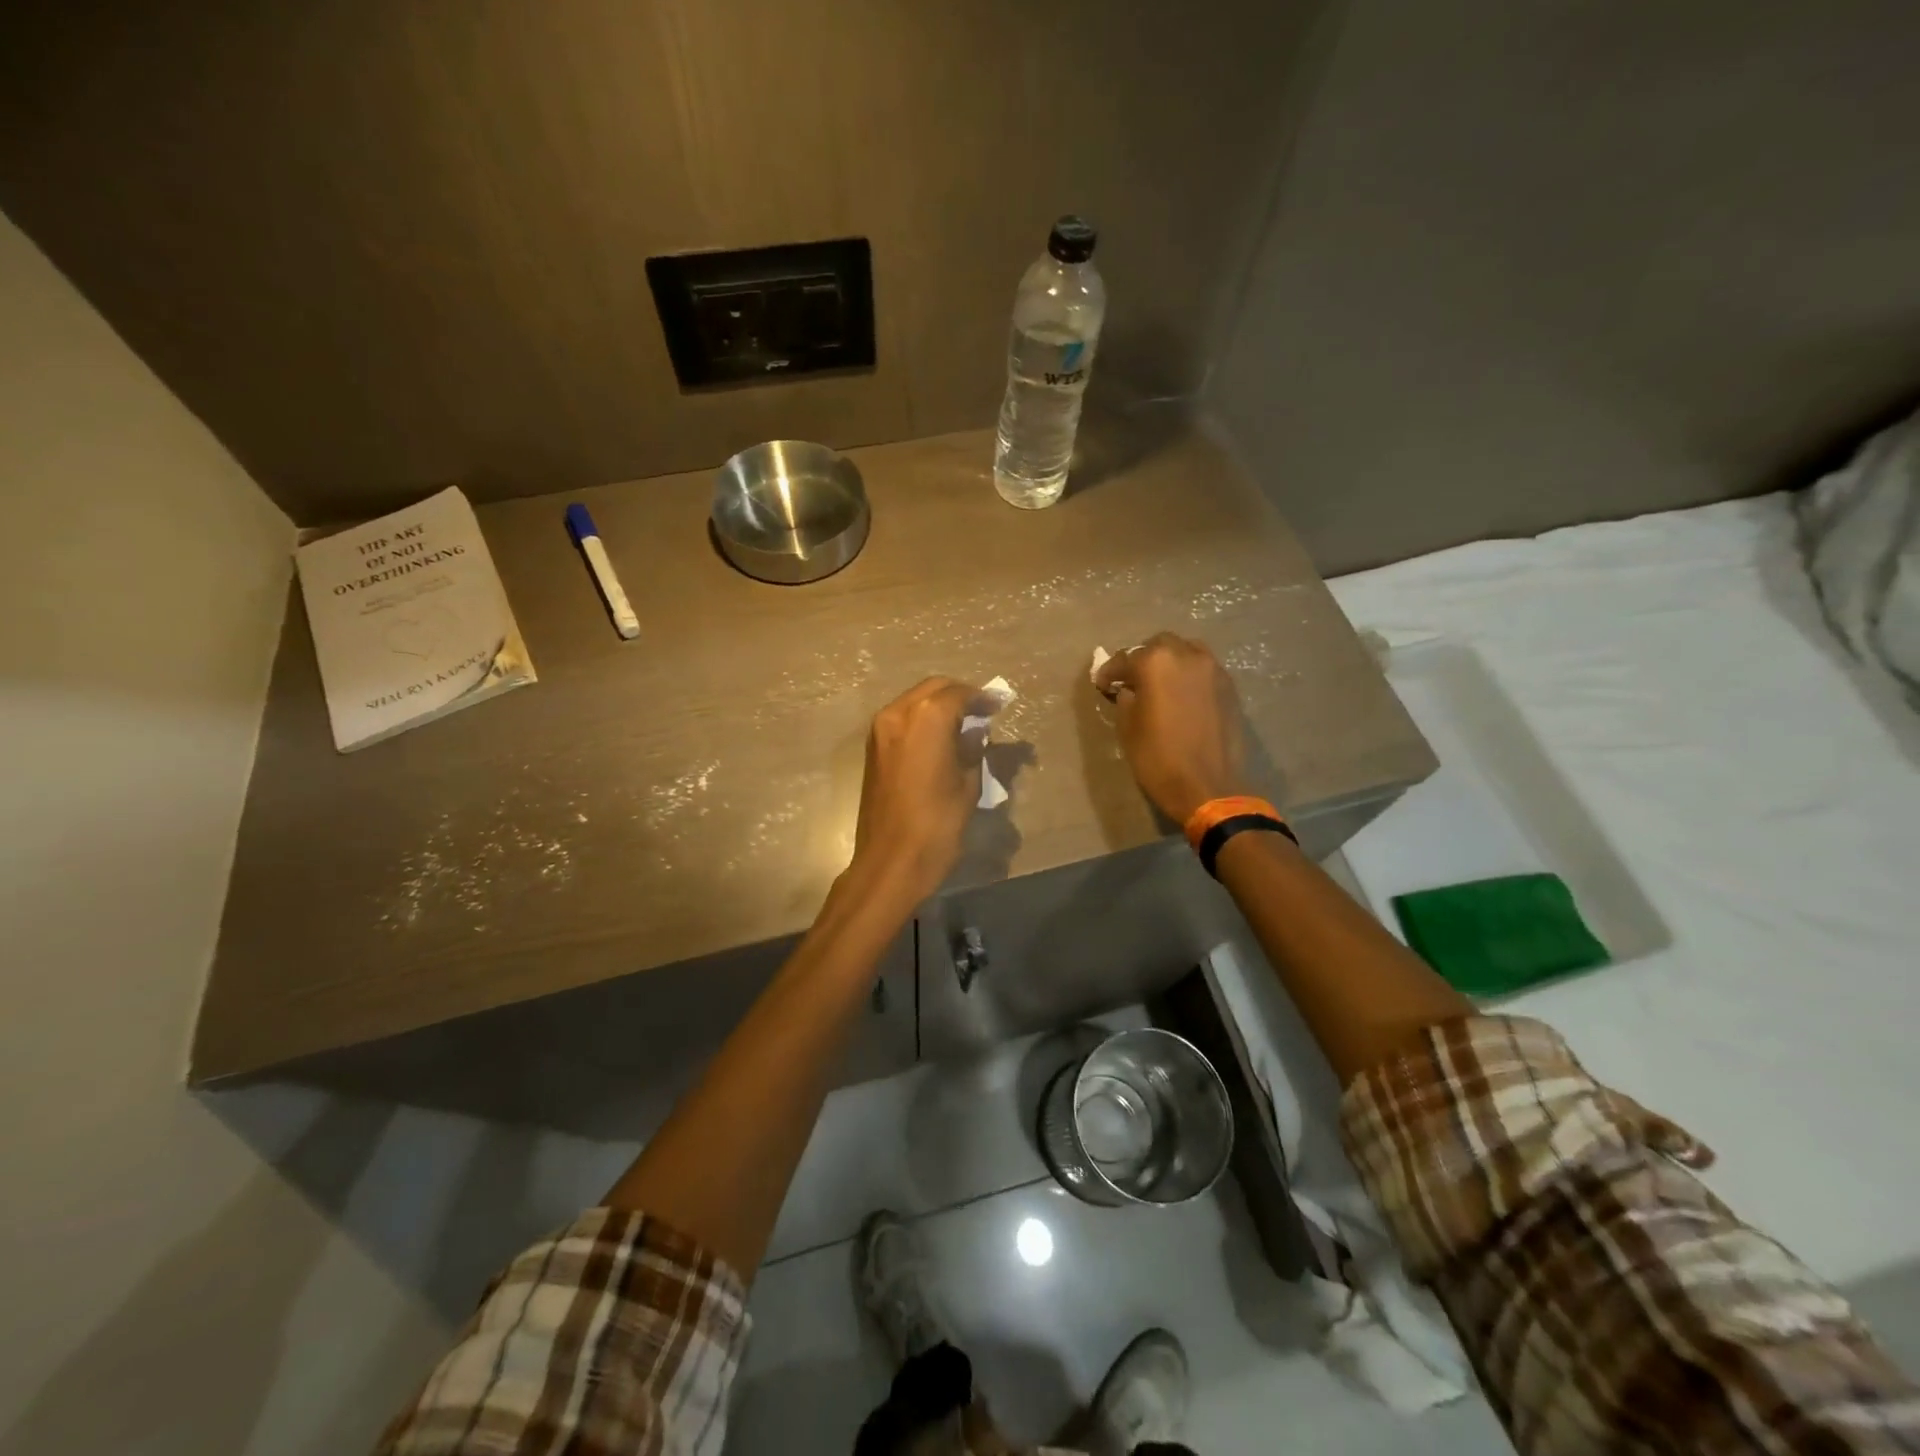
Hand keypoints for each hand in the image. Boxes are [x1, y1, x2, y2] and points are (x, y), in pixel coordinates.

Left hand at [850, 677, 983, 903]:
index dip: (982, 698)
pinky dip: (922, 720)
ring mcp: (880, 730)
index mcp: (926, 718)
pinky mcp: (873, 748)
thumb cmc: (937, 824)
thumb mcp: (968, 785)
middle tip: (983, 712)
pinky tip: (940, 738)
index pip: (958, 694)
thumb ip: (972, 750)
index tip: (999, 705)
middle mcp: (898, 714)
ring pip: (915, 701)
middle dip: (959, 696)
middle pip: (933, 689)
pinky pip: (902, 719)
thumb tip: (975, 733)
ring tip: (963, 725)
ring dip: (939, 706)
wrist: (891, 861)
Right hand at [1094, 633, 1248, 823]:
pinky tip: (1182, 696)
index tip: (1102, 684)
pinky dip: (1189, 676)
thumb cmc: (1158, 758)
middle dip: (1142, 659)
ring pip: (1186, 652)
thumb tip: (1129, 690)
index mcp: (1156, 663)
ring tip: (1160, 684)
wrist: (1208, 787)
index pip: (1124, 659)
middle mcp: (1187, 655)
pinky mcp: (1230, 687)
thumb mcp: (1127, 729)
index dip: (1109, 672)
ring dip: (1170, 663)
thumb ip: (1125, 699)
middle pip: (1159, 645)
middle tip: (1132, 681)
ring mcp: (1213, 670)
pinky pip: (1204, 670)